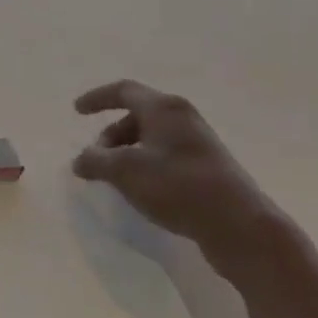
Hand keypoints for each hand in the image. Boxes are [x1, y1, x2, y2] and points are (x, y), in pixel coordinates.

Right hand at [72, 80, 284, 271]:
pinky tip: (142, 189)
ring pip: (152, 137)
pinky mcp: (209, 167)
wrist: (240, 226)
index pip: (123, 91)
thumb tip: (81, 161)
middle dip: (111, 135)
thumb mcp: (124, 171)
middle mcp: (183, 118)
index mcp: (163, 109)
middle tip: (97, 159)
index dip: (97, 98)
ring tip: (117, 178)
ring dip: (127, 152)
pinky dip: (146, 164)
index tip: (77, 111)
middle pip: (137, 115)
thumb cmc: (177, 186)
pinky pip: (166, 154)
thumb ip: (95, 161)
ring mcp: (199, 143)